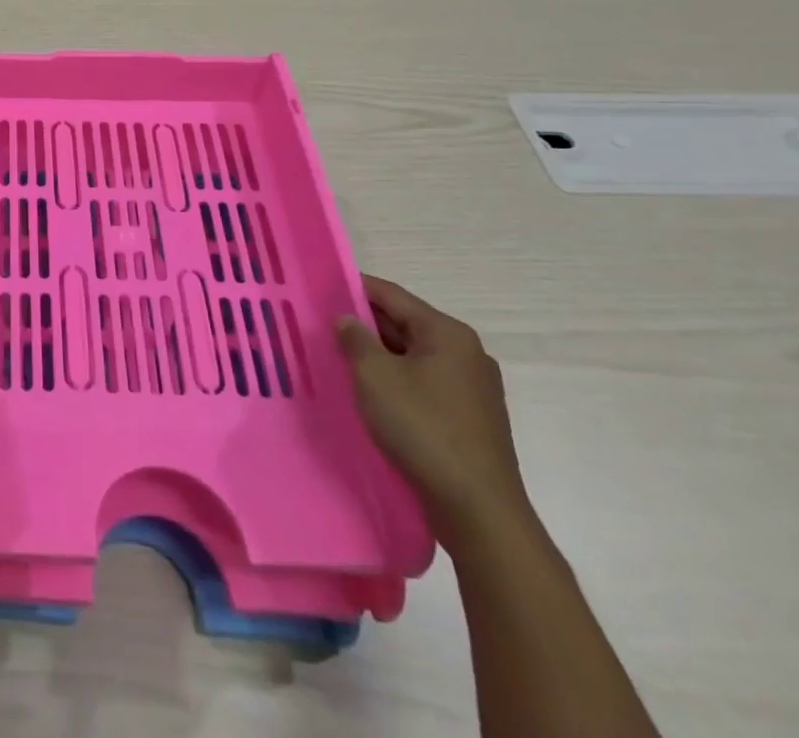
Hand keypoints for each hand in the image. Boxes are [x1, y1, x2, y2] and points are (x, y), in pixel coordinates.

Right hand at [335, 275, 531, 546]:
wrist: (478, 510)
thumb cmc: (423, 429)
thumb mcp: (374, 376)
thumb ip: (355, 339)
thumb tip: (346, 320)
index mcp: (447, 334)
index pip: (392, 295)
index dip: (354, 288)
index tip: (321, 289)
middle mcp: (466, 353)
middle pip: (405, 324)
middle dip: (365, 325)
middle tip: (323, 326)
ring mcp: (473, 388)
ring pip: (413, 356)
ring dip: (379, 355)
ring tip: (340, 359)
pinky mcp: (471, 418)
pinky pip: (425, 383)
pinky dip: (397, 381)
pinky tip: (372, 393)